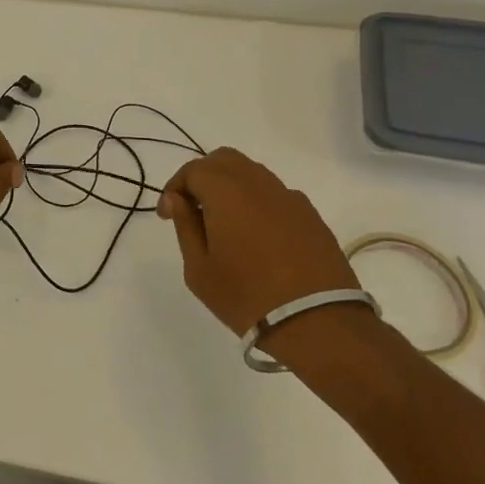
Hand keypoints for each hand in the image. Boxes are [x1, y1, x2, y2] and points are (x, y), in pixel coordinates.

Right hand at [156, 148, 358, 339]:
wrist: (318, 323)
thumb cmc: (246, 296)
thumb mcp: (199, 268)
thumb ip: (185, 226)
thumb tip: (177, 199)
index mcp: (226, 191)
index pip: (193, 170)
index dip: (174, 188)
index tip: (167, 215)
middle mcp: (259, 184)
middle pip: (224, 160)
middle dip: (202, 176)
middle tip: (193, 208)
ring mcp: (290, 198)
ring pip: (253, 173)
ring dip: (231, 186)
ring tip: (224, 221)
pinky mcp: (312, 216)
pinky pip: (276, 195)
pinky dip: (257, 202)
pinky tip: (256, 234)